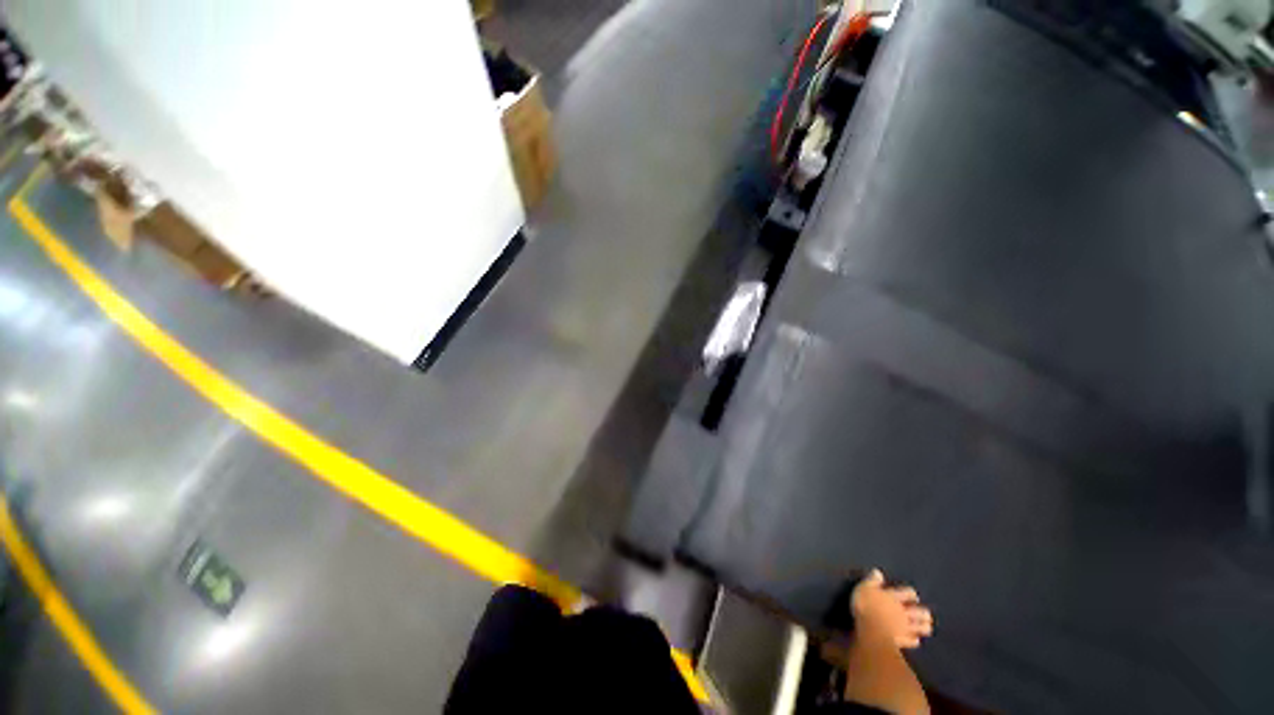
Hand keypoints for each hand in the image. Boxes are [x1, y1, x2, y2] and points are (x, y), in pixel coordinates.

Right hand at [851, 569, 933, 649]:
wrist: (870, 630)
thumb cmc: (865, 605)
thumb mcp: (865, 588)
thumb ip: (872, 580)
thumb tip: (878, 571)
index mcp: (894, 597)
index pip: (907, 593)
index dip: (911, 594)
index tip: (914, 596)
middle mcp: (902, 612)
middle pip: (918, 612)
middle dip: (923, 613)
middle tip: (927, 614)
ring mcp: (904, 627)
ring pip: (919, 627)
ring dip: (923, 627)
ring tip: (927, 627)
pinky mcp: (902, 641)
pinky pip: (912, 641)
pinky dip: (914, 640)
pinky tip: (916, 640)